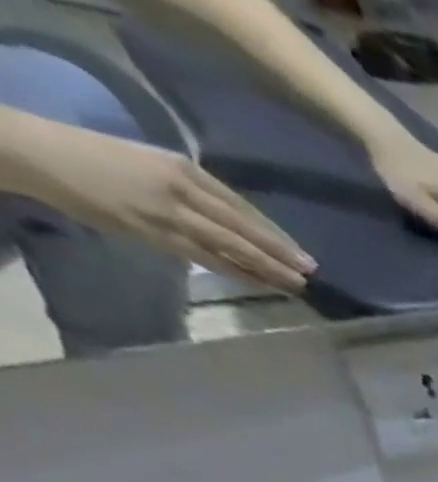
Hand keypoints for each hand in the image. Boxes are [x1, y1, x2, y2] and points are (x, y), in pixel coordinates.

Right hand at [19, 121, 311, 291]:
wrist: (39, 154)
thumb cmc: (99, 157)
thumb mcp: (155, 164)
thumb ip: (196, 192)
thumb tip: (237, 223)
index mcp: (183, 169)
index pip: (242, 208)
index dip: (276, 235)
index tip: (304, 256)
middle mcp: (181, 191)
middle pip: (244, 230)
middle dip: (281, 255)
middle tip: (312, 275)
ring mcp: (169, 216)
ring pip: (230, 248)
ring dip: (266, 269)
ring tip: (296, 285)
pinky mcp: (155, 235)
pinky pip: (206, 259)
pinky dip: (237, 272)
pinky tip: (259, 283)